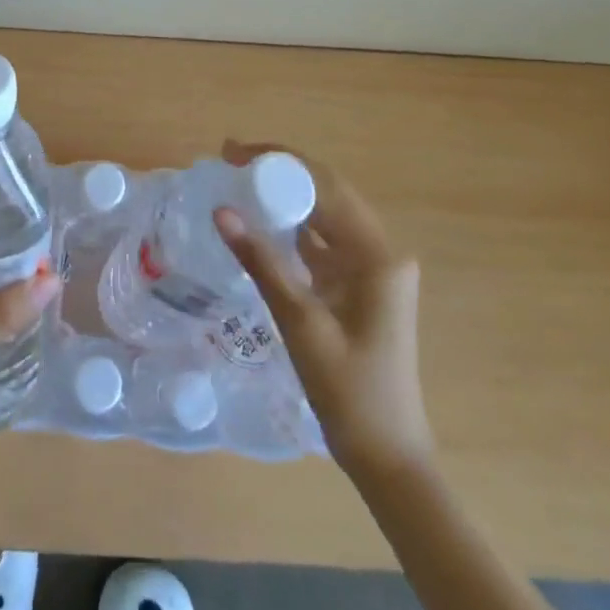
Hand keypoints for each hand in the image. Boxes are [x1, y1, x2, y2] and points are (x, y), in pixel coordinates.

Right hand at [215, 143, 434, 475]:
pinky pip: (324, 239)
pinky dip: (294, 225)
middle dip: (280, 170)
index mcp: (376, 254)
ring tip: (240, 179)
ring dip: (287, 194)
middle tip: (231, 159)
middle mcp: (380, 251)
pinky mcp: (360, 284)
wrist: (387, 457)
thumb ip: (262, 261)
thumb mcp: (300, 323)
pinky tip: (263, 220)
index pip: (326, 186)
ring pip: (326, 213)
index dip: (279, 161)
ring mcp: (372, 268)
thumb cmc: (349, 392)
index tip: (234, 153)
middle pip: (328, 192)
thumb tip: (222, 210)